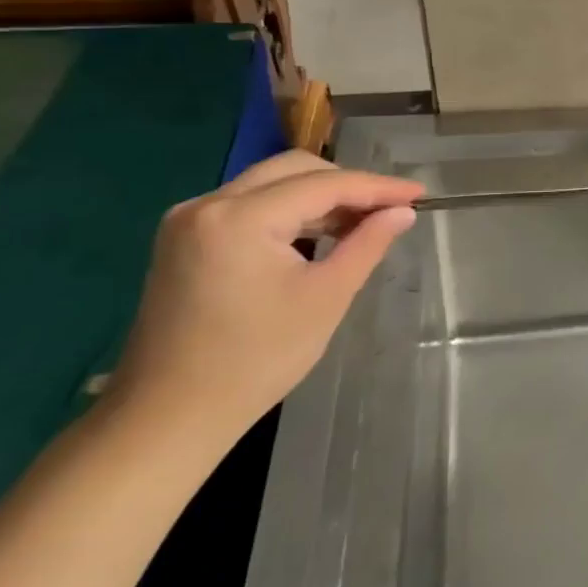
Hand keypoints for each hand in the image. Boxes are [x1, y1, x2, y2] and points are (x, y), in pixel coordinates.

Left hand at [106, 150, 422, 449]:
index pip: (324, 184)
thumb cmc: (257, 359)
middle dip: (347, 184)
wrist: (169, 417)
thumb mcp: (326, 297)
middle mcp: (207, 204)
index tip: (418, 193)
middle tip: (390, 208)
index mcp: (239, 218)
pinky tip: (317, 235)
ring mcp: (188, 220)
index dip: (377, 187)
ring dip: (318, 196)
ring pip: (270, 183)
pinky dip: (288, 211)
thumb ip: (368, 243)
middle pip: (293, 170)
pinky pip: (248, 205)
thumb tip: (403, 212)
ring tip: (361, 223)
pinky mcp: (184, 239)